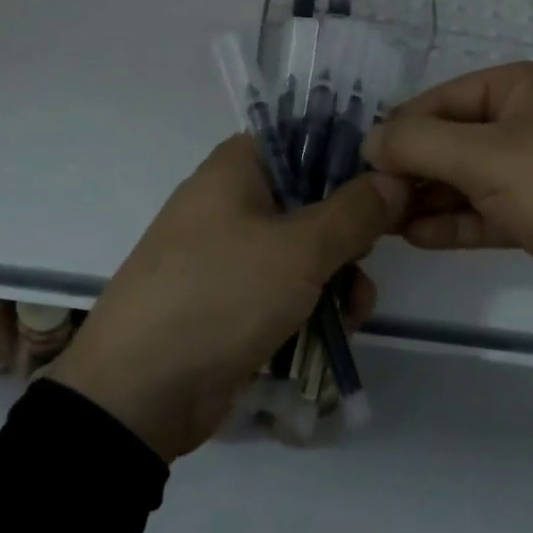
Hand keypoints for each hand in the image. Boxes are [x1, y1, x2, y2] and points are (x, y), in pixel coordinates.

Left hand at [50, 135, 406, 462]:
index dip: (350, 156)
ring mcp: (228, 252)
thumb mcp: (298, 250)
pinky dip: (312, 302)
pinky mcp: (230, 298)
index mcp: (237, 167)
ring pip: (302, 247)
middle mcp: (231, 200)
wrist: (137, 393)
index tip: (389, 184)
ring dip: (338, 274)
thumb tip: (395, 179)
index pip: (305, 138)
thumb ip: (354, 211)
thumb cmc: (220, 295)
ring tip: (358, 307)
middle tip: (374, 253)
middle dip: (350, 230)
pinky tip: (340, 328)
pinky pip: (283, 286)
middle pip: (310, 195)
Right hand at [363, 63, 532, 329]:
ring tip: (383, 221)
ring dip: (430, 197)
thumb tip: (369, 140)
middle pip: (456, 137)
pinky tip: (416, 237)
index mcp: (524, 86)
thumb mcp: (486, 158)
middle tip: (370, 197)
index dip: (401, 127)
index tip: (362, 160)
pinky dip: (457, 221)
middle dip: (413, 167)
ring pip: (471, 177)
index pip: (445, 98)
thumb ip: (418, 144)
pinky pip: (491, 209)